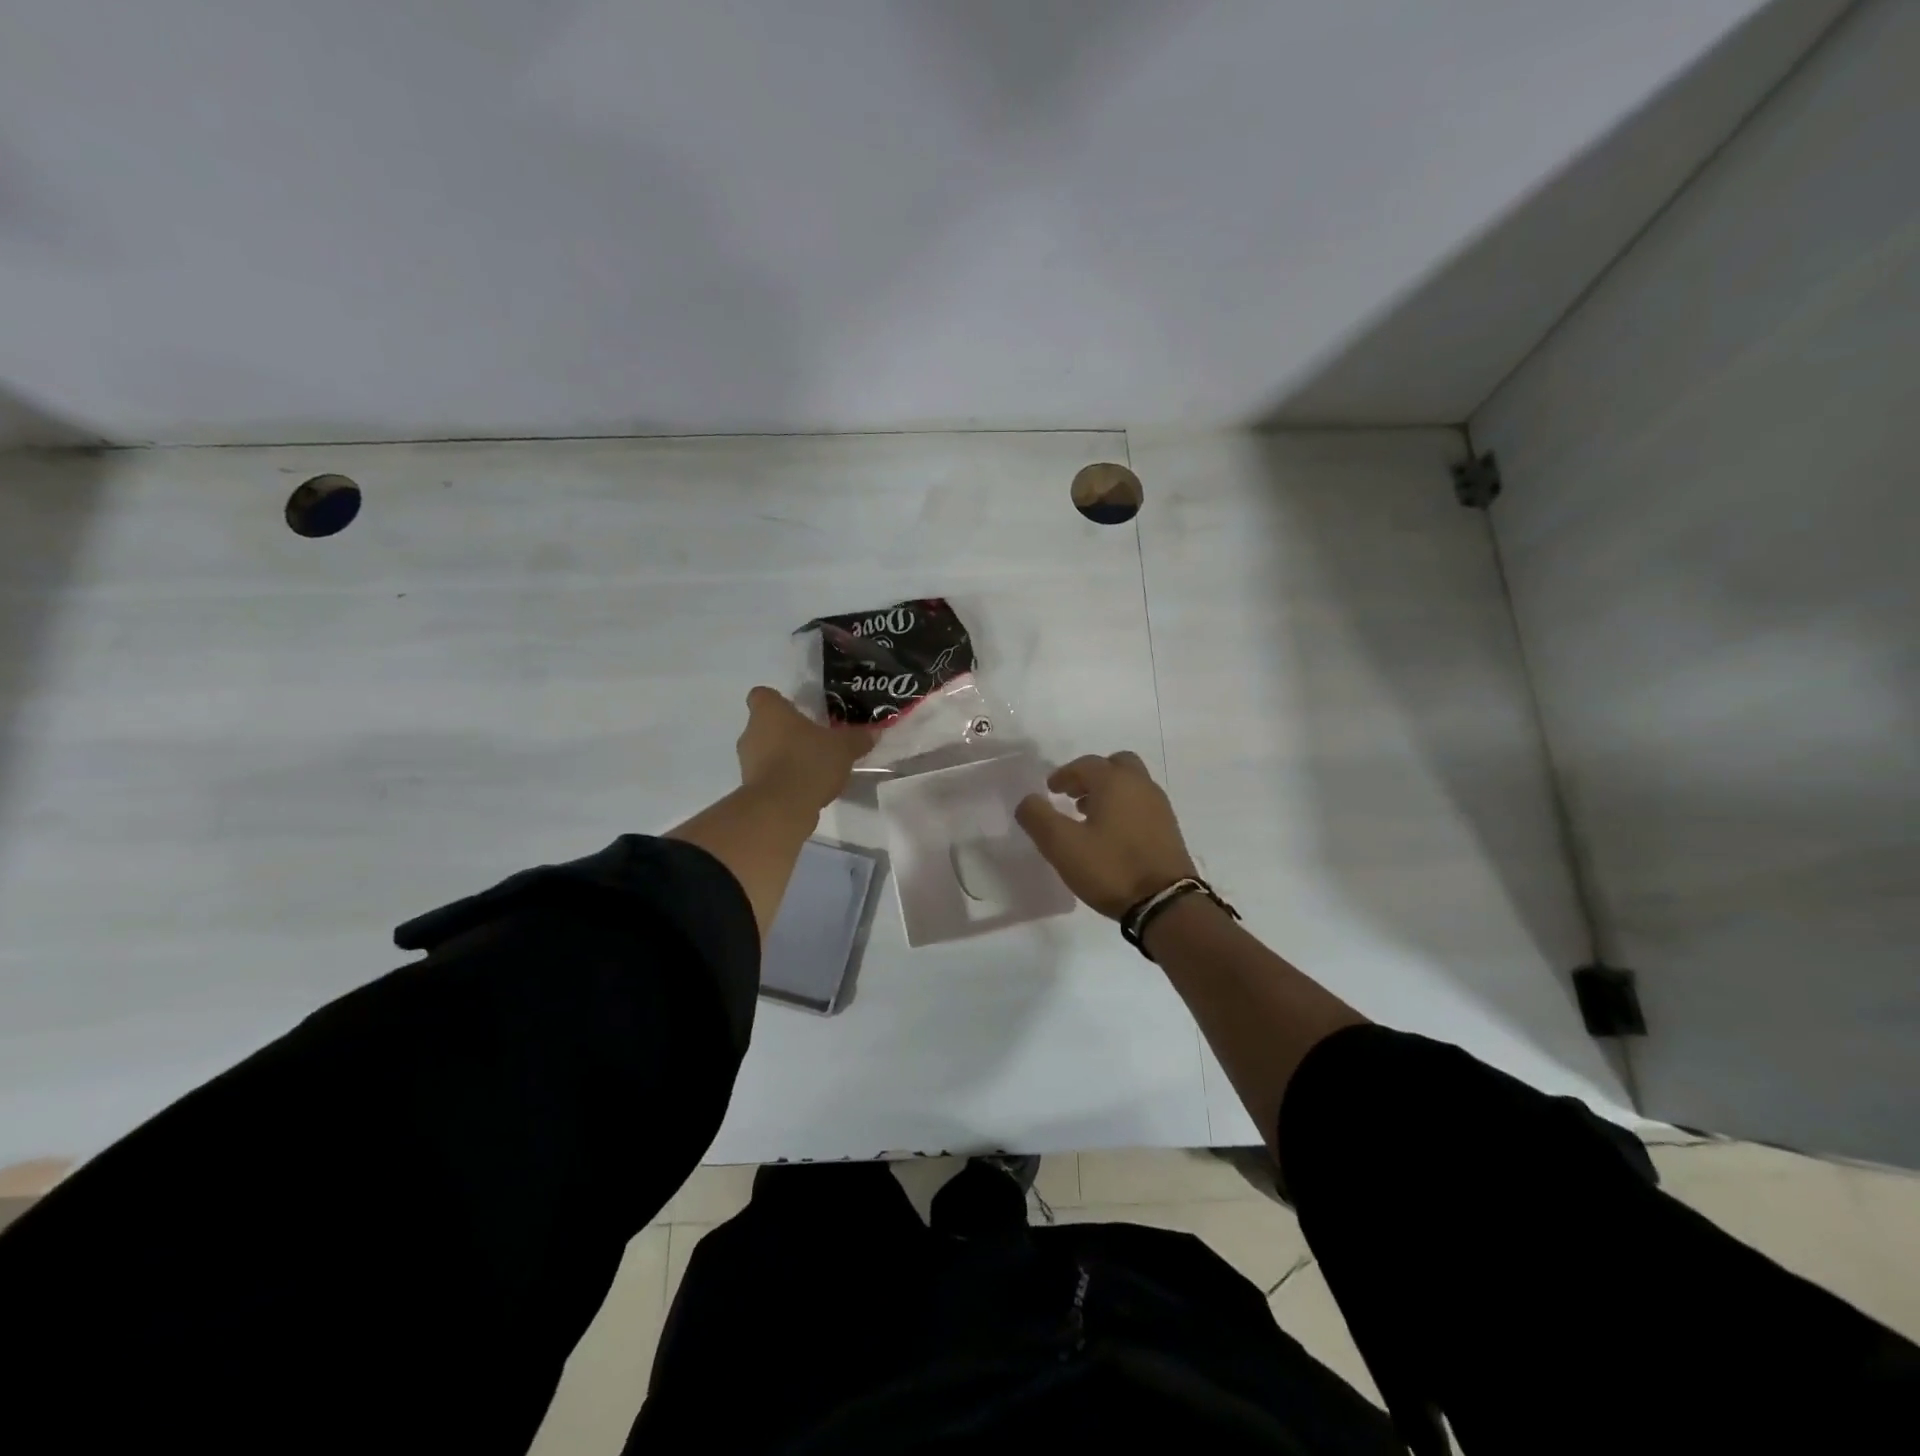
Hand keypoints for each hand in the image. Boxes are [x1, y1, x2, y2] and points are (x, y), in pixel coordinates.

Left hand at [735, 686, 874, 811]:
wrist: (780, 808)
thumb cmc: (808, 762)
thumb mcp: (844, 748)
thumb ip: (857, 738)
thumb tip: (873, 733)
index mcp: (769, 712)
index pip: (762, 694)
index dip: (778, 701)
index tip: (798, 711)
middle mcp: (751, 732)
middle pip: (766, 725)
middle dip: (787, 732)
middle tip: (814, 740)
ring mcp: (747, 762)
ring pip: (766, 752)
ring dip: (785, 757)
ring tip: (814, 768)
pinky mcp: (750, 788)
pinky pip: (769, 776)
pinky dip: (784, 780)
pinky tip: (807, 789)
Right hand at [1015, 752, 1198, 918]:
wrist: (1165, 903)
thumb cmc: (1110, 868)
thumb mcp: (1062, 845)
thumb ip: (1038, 818)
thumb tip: (1028, 801)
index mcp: (1115, 782)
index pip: (1085, 765)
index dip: (1064, 774)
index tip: (1050, 790)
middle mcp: (1141, 785)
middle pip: (1115, 765)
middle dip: (1092, 776)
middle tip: (1073, 795)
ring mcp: (1159, 807)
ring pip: (1131, 785)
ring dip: (1108, 792)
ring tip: (1088, 816)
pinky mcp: (1169, 829)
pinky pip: (1141, 804)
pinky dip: (1124, 807)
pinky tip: (1111, 835)